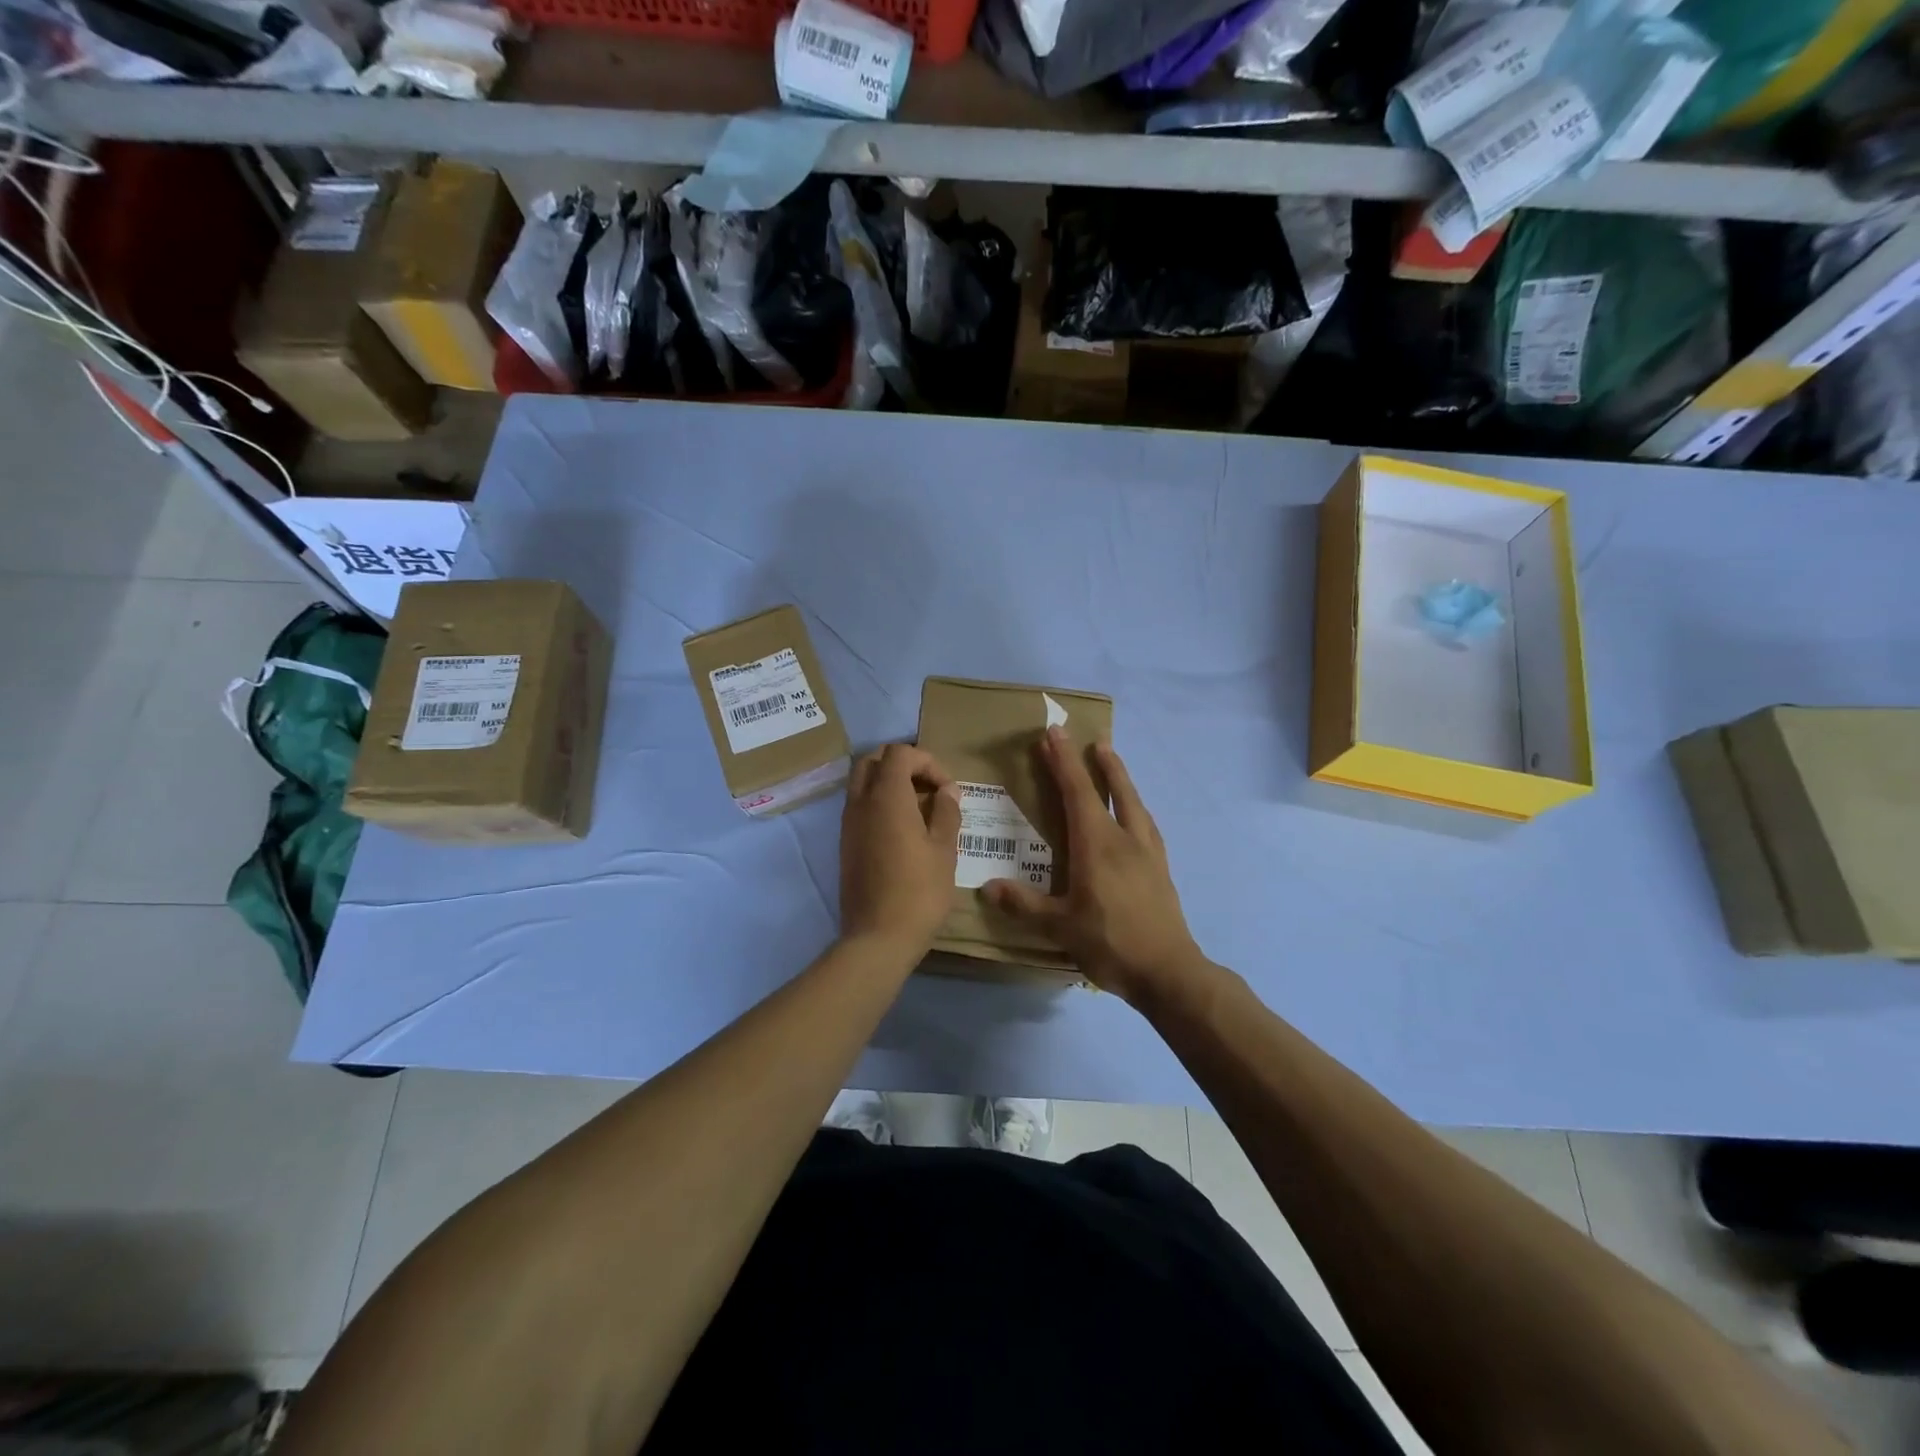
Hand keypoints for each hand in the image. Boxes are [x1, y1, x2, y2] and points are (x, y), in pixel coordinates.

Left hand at [839, 743, 961, 957]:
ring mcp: (848, 824)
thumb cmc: (919, 892)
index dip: (927, 761)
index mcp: (886, 797)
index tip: (947, 789)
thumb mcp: (945, 850)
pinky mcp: (845, 844)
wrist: (877, 938)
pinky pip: (859, 806)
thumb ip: (947, 813)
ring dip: (889, 783)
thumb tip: (946, 791)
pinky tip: (903, 830)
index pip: (900, 753)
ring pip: (862, 783)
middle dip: (902, 764)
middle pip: (873, 760)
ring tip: (919, 808)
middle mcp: (860, 803)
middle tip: (928, 788)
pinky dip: (879, 803)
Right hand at [988, 727, 1208, 1006]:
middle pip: (1113, 789)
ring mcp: (1148, 853)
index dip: (1063, 761)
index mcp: (1097, 844)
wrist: (1169, 972)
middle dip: (1098, 762)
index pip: (1077, 792)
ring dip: (1122, 779)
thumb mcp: (1060, 927)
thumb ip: (1024, 905)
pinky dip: (1136, 808)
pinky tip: (1137, 816)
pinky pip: (1147, 825)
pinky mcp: (1161, 869)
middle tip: (1090, 739)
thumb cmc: (1110, 943)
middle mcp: (1125, 839)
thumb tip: (987, 888)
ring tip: (1113, 762)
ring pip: (1135, 804)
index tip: (1054, 733)